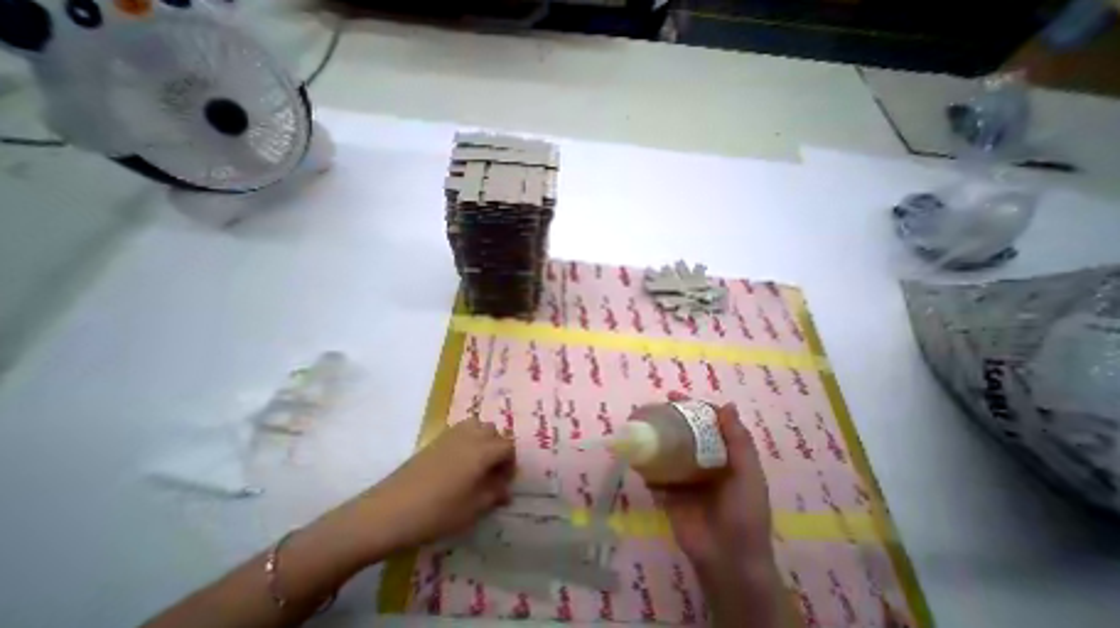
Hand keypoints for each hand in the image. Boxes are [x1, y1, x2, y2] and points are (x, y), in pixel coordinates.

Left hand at [331, 417, 515, 558]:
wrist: (389, 511)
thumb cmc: (437, 512)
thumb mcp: (472, 510)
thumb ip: (494, 496)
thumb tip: (506, 491)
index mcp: (483, 451)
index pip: (508, 446)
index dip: (510, 463)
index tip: (504, 483)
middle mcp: (471, 436)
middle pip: (494, 432)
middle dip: (498, 449)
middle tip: (491, 473)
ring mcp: (452, 434)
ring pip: (477, 425)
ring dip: (483, 440)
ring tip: (476, 464)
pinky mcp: (436, 439)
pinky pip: (461, 430)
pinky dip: (467, 439)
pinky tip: (457, 463)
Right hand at [652, 392, 775, 569]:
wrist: (728, 560)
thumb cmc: (744, 514)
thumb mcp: (749, 475)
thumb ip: (739, 441)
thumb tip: (726, 404)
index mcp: (722, 456)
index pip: (705, 424)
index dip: (691, 408)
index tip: (674, 395)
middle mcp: (700, 463)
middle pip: (681, 433)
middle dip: (667, 419)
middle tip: (650, 407)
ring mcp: (682, 477)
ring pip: (665, 450)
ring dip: (652, 437)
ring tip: (637, 422)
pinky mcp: (666, 492)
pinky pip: (652, 472)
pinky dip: (644, 462)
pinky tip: (633, 449)